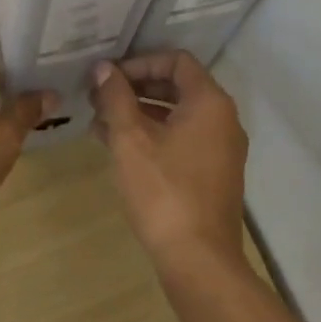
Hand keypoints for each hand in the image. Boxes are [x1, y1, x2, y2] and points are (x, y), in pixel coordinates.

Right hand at [90, 51, 249, 274]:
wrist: (199, 260)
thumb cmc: (163, 190)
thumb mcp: (130, 138)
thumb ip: (115, 97)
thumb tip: (103, 68)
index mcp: (209, 103)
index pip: (176, 60)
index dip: (139, 62)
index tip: (108, 77)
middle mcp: (222, 120)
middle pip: (176, 86)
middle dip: (134, 88)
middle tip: (98, 96)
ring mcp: (220, 149)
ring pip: (175, 115)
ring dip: (138, 113)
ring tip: (98, 121)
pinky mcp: (212, 174)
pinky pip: (180, 140)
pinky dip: (151, 136)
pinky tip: (116, 147)